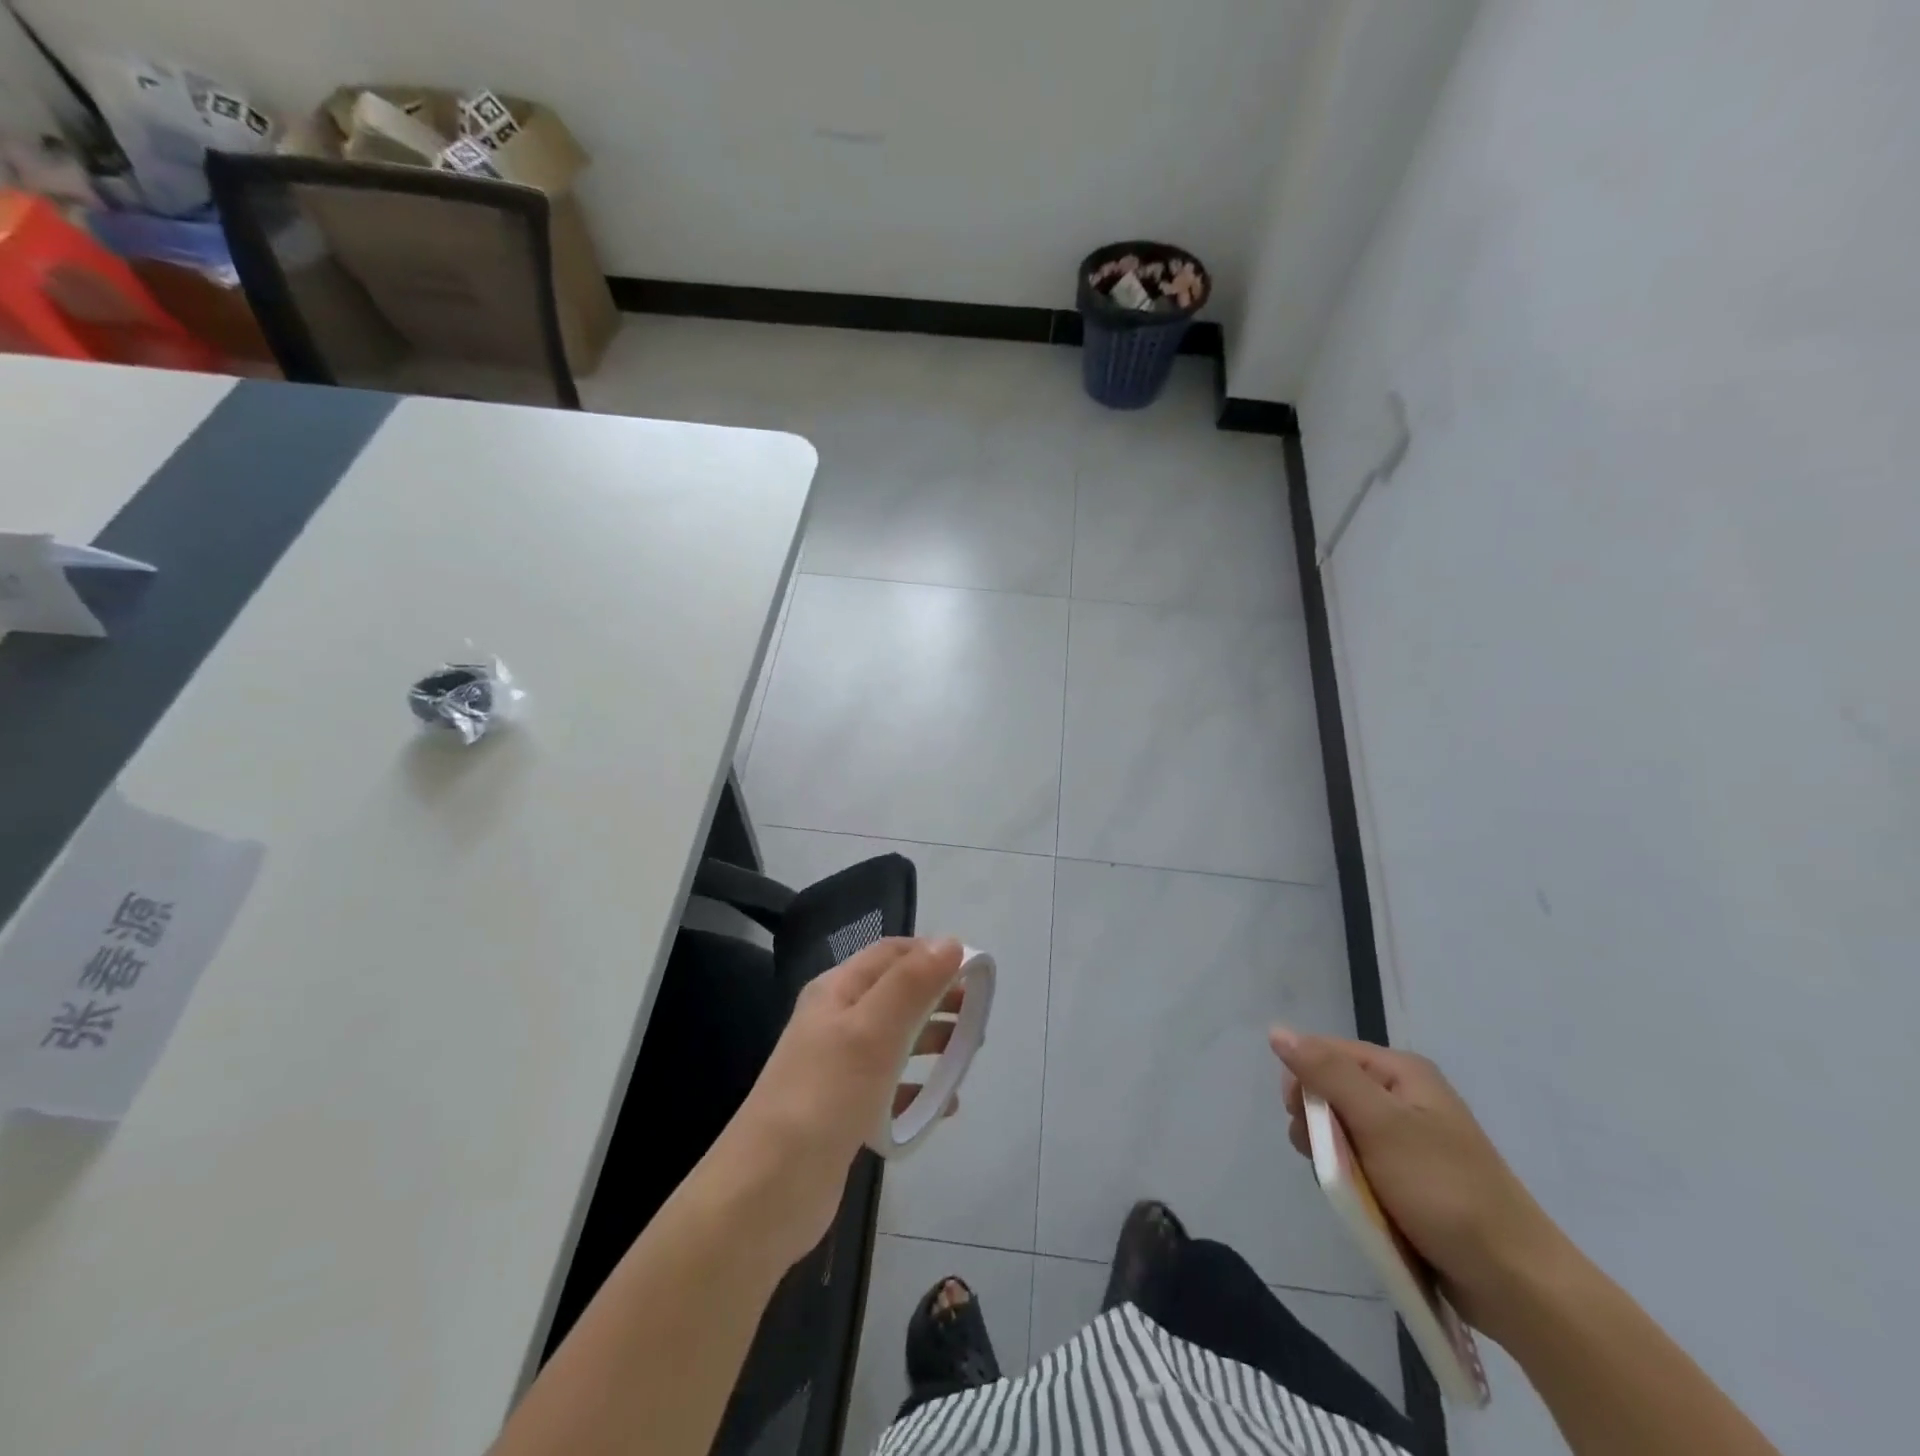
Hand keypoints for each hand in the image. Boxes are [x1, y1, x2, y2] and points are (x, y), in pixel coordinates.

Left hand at [719, 938, 965, 1265]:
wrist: (768, 1190)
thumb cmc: (825, 1095)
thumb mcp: (872, 1030)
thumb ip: (912, 983)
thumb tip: (950, 941)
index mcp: (837, 991)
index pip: (890, 953)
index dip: (932, 953)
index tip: (975, 970)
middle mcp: (836, 1021)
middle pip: (896, 994)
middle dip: (938, 998)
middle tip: (979, 1013)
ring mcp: (838, 1067)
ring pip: (896, 1040)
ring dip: (933, 1040)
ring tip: (970, 1052)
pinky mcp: (845, 1111)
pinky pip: (891, 1088)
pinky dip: (919, 1090)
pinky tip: (945, 1106)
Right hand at [1270, 1026, 1568, 1340]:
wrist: (1516, 1283)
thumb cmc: (1444, 1191)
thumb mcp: (1380, 1124)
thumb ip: (1327, 1074)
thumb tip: (1277, 1031)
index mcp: (1402, 1072)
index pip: (1326, 1052)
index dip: (1303, 1081)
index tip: (1300, 1120)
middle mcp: (1405, 1096)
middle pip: (1331, 1090)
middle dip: (1316, 1123)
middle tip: (1323, 1158)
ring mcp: (1409, 1139)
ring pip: (1341, 1131)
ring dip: (1332, 1157)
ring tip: (1347, 1188)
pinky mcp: (1410, 1178)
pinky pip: (1360, 1164)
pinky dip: (1351, 1180)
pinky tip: (1360, 1201)